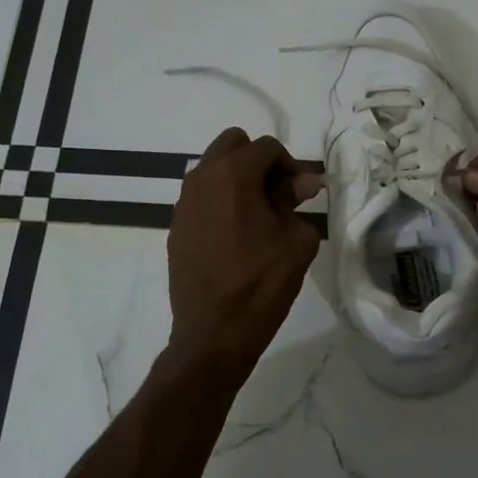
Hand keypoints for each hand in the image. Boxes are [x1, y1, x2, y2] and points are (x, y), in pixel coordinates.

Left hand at [167, 128, 323, 374]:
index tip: (302, 193)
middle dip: (258, 161)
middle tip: (277, 193)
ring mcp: (183, 203)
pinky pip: (201, 196)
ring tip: (258, 214)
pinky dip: (220, 201)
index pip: (267, 147)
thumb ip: (297, 201)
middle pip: (232, 144)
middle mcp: (202, 179)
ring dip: (237, 179)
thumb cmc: (262, 284)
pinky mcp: (176, 226)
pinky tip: (235, 233)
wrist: (214, 333)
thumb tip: (302, 182)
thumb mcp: (296, 241)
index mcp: (233, 176)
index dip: (290, 164)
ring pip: (212, 168)